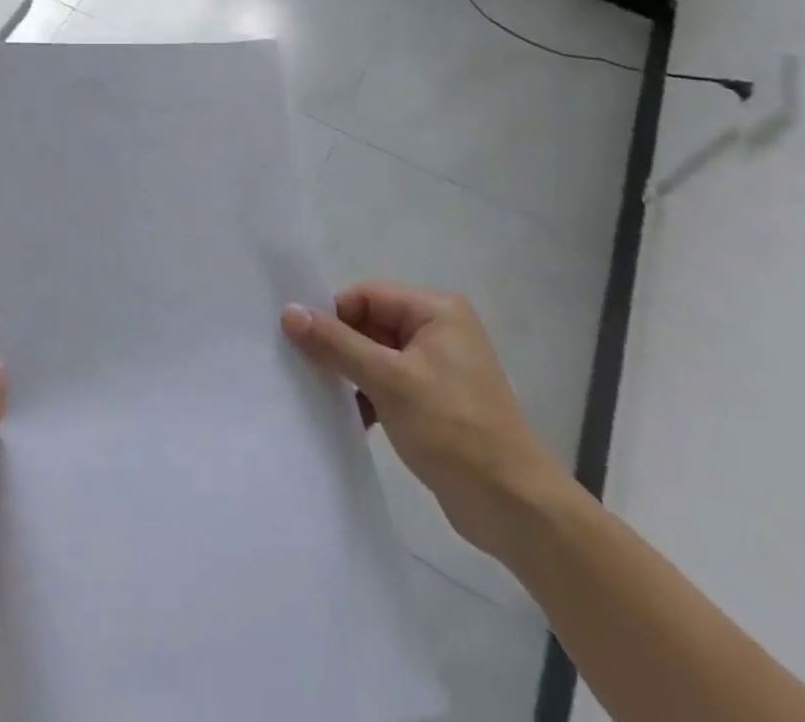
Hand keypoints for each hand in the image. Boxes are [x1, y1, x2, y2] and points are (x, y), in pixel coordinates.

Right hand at [282, 284, 568, 561]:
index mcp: (436, 310)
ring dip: (351, 375)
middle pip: (370, 323)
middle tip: (306, 371)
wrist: (516, 508)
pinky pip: (389, 382)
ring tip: (325, 397)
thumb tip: (288, 311)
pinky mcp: (435, 399)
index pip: (366, 295)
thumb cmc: (453, 430)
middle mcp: (439, 329)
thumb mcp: (388, 381)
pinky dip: (368, 396)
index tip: (301, 343)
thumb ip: (336, 343)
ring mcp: (438, 366)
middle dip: (340, 347)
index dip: (333, 316)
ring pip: (376, 355)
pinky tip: (352, 419)